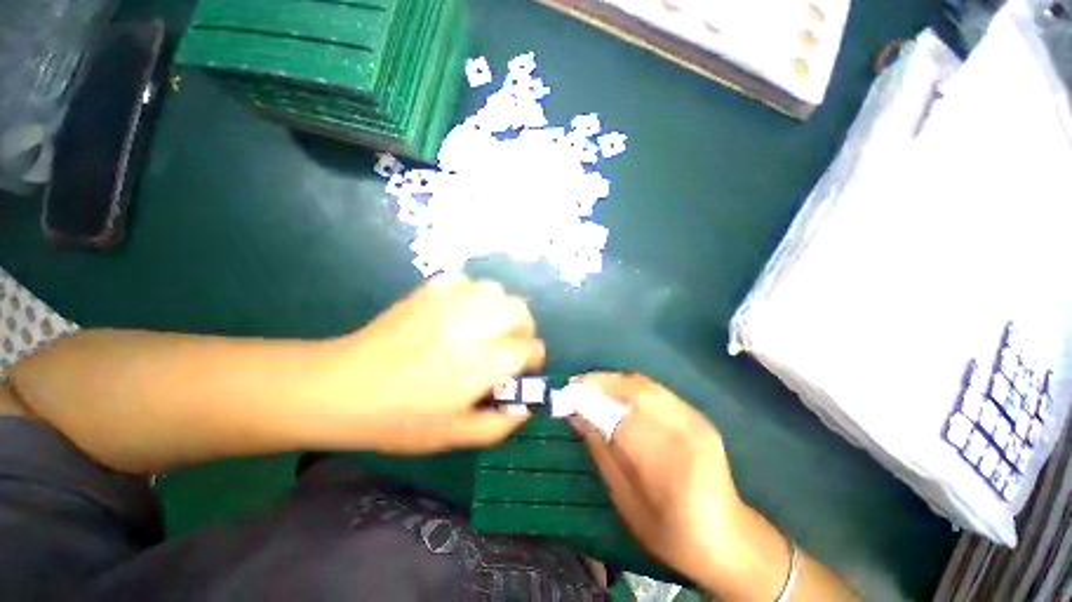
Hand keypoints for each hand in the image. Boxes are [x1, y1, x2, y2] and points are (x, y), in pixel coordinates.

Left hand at [318, 275, 543, 453]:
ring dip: (500, 308)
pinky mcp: (429, 292)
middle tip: (507, 344)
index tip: (521, 369)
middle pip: (520, 310)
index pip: (529, 349)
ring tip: (486, 326)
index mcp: (482, 364)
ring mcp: (449, 304)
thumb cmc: (398, 419)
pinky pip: (465, 281)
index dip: (532, 359)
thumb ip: (497, 426)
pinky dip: (472, 294)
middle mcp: (473, 327)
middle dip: (522, 328)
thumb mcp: (452, 436)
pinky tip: (460, 311)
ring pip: (496, 291)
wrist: (342, 388)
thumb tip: (524, 410)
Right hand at [571, 373, 773, 595]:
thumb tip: (575, 416)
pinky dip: (630, 386)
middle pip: (637, 390)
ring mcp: (696, 420)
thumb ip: (601, 452)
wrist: (725, 535)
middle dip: (602, 381)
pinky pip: (657, 390)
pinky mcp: (698, 415)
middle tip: (577, 383)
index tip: (568, 392)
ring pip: (647, 385)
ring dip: (614, 381)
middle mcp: (686, 434)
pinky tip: (616, 392)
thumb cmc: (668, 530)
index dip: (592, 400)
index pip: (621, 417)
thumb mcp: (625, 500)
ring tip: (591, 384)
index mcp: (669, 466)